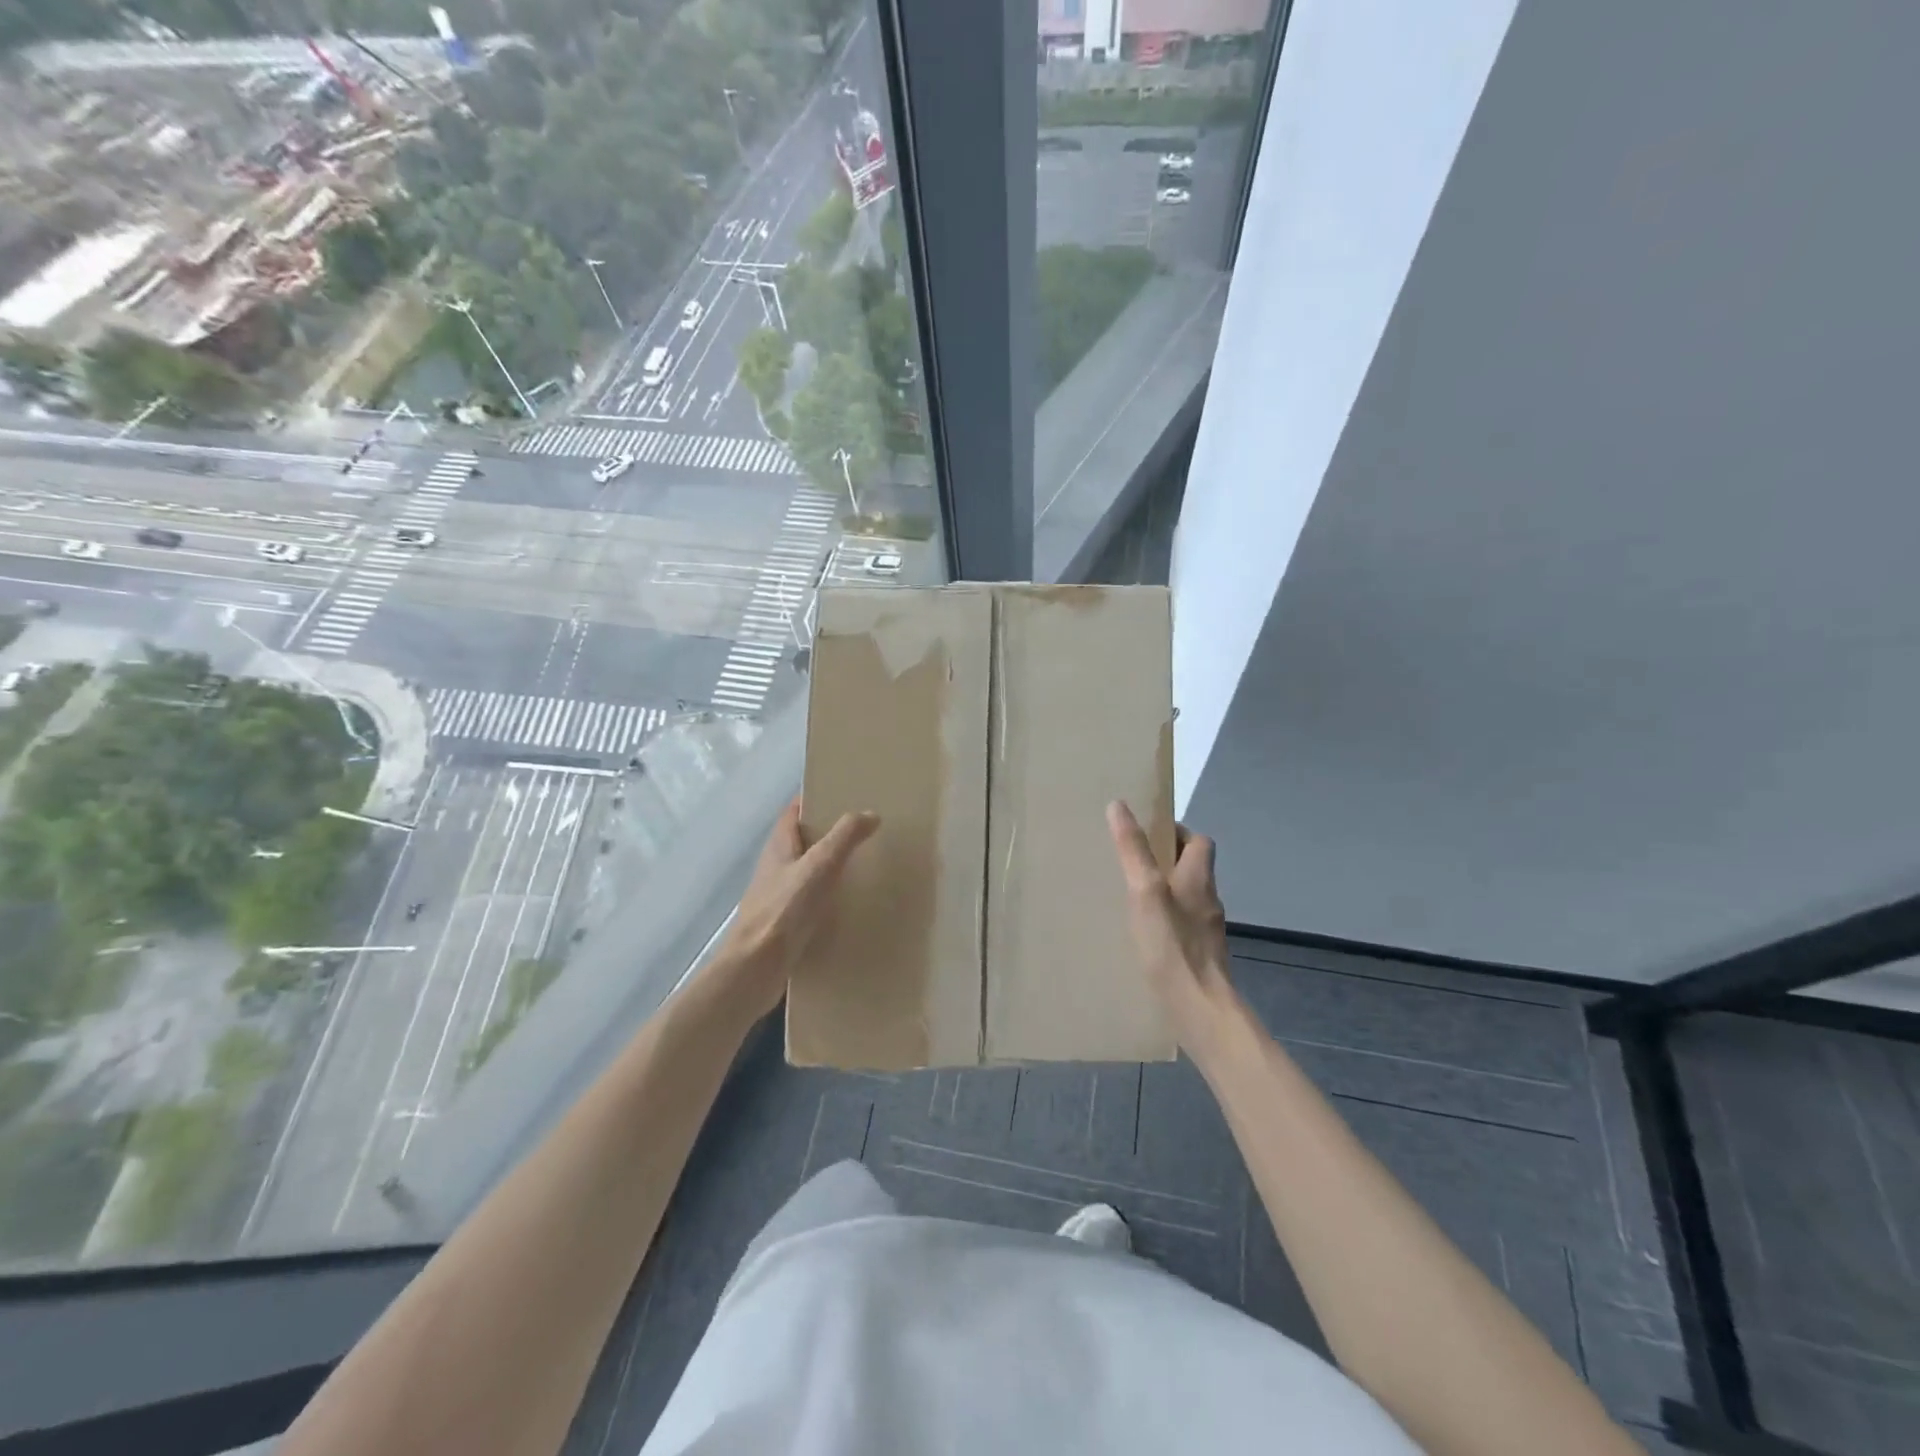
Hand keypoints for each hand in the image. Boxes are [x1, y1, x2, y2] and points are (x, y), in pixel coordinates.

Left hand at [706, 799, 879, 1022]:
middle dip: (828, 833)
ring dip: (829, 866)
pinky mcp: (783, 923)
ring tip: (863, 864)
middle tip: (862, 829)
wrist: (756, 968)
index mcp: (778, 846)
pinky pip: (809, 900)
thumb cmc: (785, 910)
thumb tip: (869, 813)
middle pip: (801, 841)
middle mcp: (774, 867)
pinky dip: (827, 896)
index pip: (794, 811)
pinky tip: (849, 905)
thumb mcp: (820, 865)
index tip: (842, 794)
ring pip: (805, 871)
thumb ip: (845, 837)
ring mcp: (776, 896)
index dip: (814, 799)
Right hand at [1106, 801, 1236, 1058]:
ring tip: (1130, 896)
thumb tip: (1118, 805)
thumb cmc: (1171, 943)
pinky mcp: (1200, 954)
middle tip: (1131, 862)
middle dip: (1165, 860)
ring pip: (1186, 897)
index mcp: (1198, 877)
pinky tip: (1142, 933)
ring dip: (1165, 890)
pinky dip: (1165, 920)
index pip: (1199, 841)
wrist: (1200, 1008)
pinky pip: (1182, 925)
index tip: (1147, 833)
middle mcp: (1207, 899)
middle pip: (1192, 868)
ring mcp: (1206, 929)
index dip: (1176, 832)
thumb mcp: (1144, 890)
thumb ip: (1132, 849)